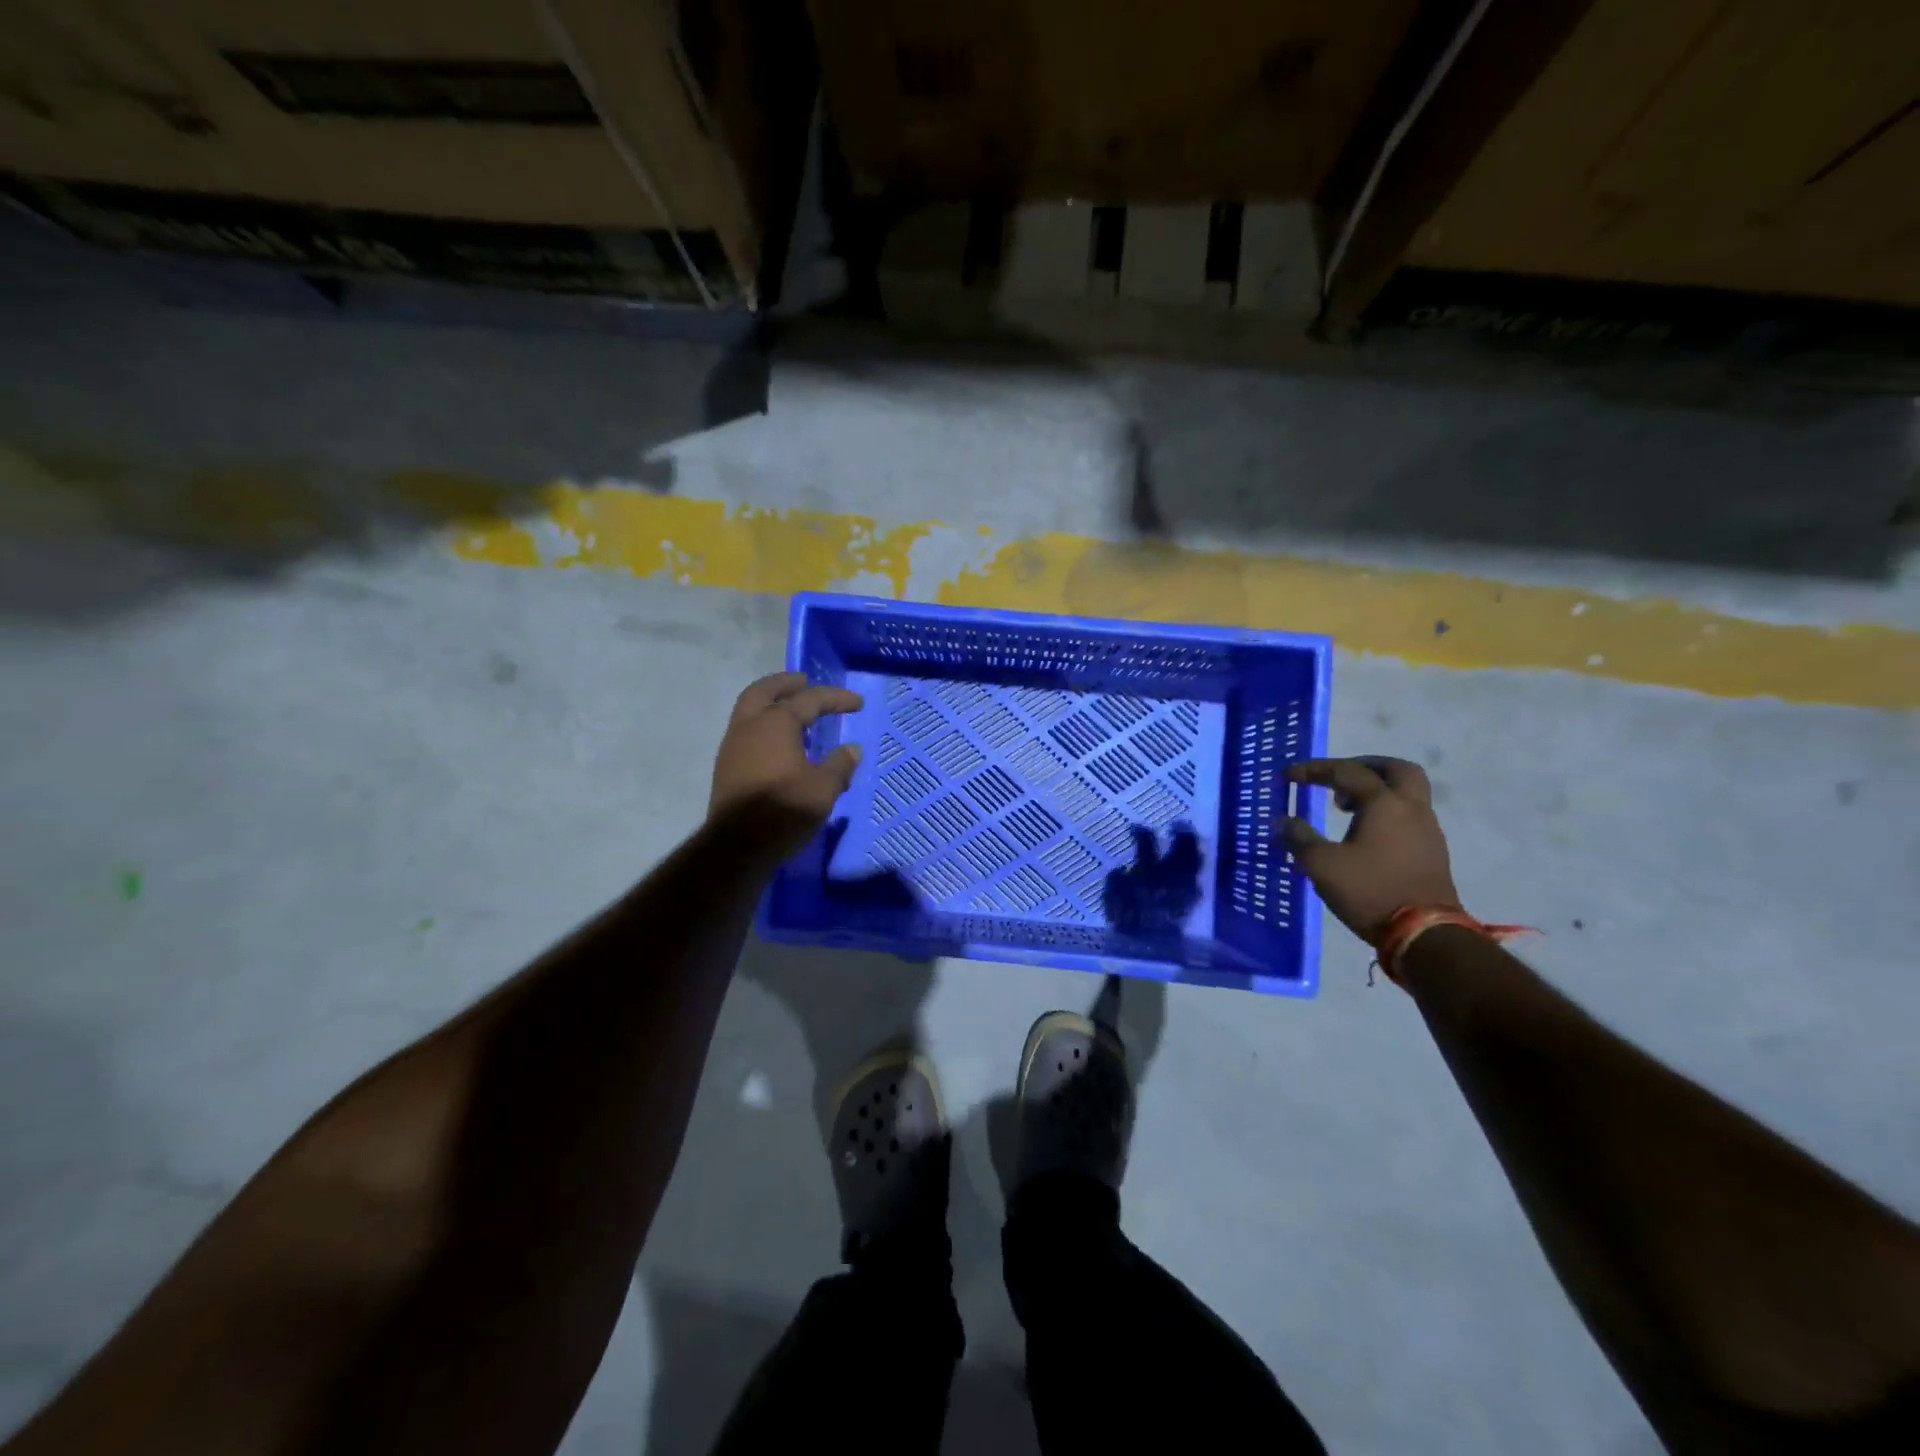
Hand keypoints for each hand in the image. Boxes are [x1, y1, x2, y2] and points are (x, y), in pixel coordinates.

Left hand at [709, 672, 864, 859]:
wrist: (737, 846)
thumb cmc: (784, 809)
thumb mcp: (824, 788)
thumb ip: (839, 765)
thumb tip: (851, 749)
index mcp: (775, 723)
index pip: (809, 700)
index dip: (835, 698)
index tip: (856, 702)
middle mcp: (749, 726)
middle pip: (763, 691)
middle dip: (785, 684)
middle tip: (804, 681)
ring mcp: (732, 746)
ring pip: (749, 711)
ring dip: (770, 704)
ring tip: (793, 713)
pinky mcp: (726, 767)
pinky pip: (746, 732)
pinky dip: (763, 725)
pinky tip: (778, 742)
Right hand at [1281, 757, 1458, 943]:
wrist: (1426, 936)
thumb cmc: (1370, 891)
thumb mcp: (1321, 865)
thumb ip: (1299, 838)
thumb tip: (1283, 821)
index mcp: (1384, 803)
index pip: (1347, 771)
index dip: (1315, 770)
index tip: (1289, 776)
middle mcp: (1411, 808)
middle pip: (1396, 769)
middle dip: (1364, 766)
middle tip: (1338, 776)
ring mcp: (1427, 830)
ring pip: (1407, 793)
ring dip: (1377, 790)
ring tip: (1345, 807)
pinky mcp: (1432, 852)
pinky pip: (1410, 816)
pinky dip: (1387, 812)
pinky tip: (1366, 834)